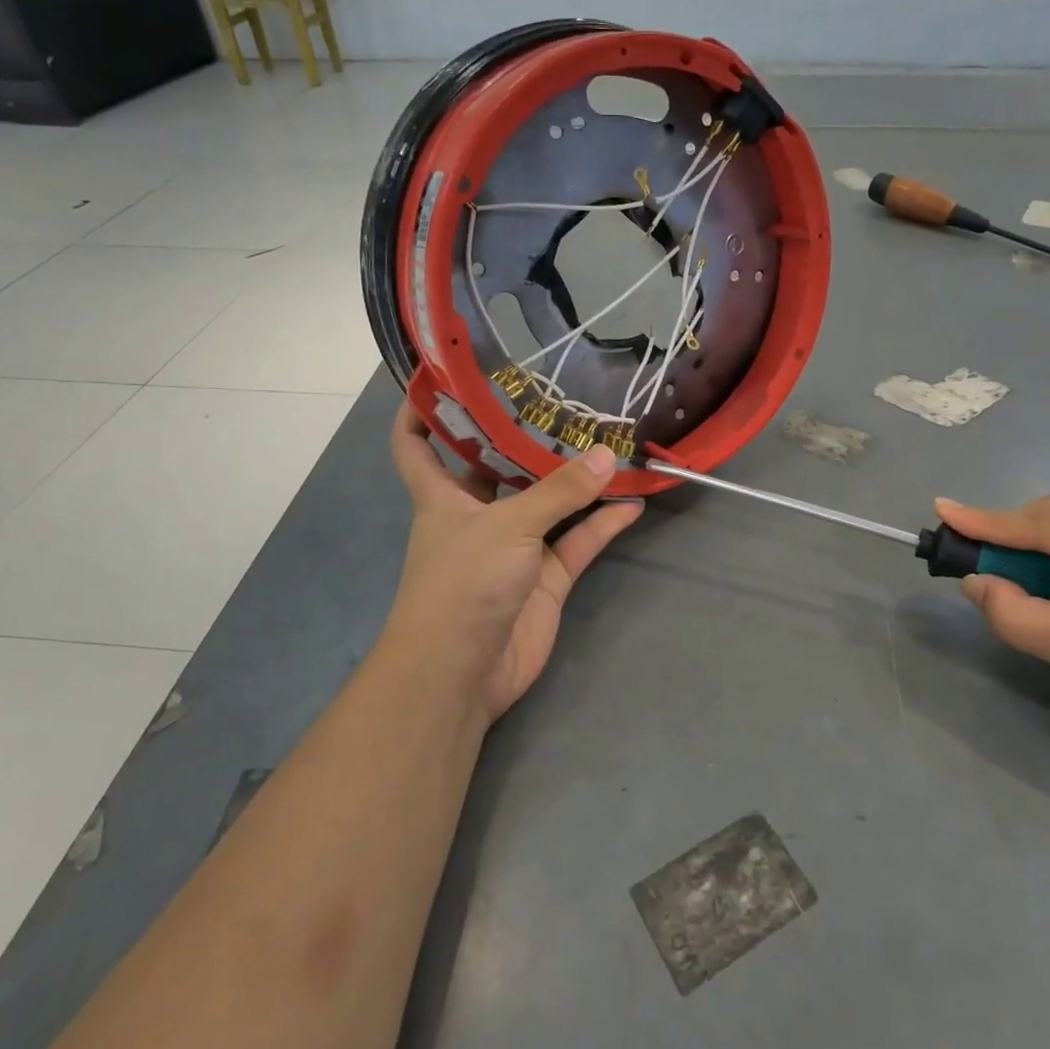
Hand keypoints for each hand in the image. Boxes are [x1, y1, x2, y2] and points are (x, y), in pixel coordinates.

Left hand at [383, 405, 642, 721]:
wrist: (463, 672)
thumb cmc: (463, 582)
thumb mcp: (508, 525)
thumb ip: (559, 491)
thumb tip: (607, 455)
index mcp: (442, 496)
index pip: (416, 444)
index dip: (422, 410)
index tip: (446, 377)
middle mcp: (476, 516)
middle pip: (498, 467)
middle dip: (525, 438)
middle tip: (563, 399)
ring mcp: (515, 548)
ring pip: (549, 504)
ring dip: (577, 481)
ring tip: (612, 443)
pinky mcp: (545, 579)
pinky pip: (578, 542)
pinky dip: (603, 524)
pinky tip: (633, 502)